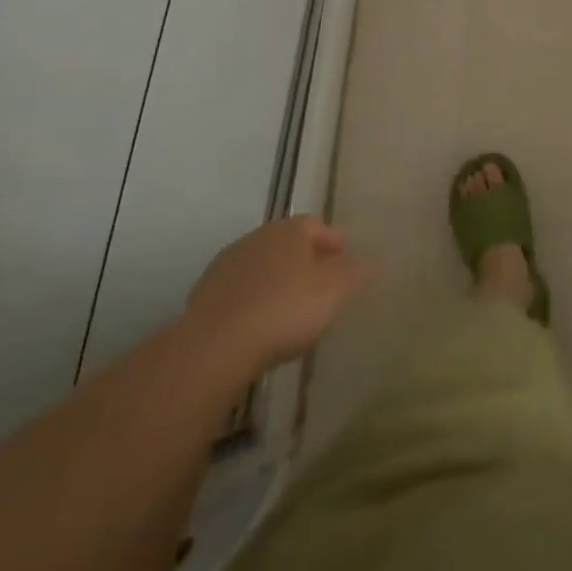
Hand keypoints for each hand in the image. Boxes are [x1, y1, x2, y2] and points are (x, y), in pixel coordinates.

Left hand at [185, 216, 370, 373]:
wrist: (217, 345)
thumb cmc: (286, 308)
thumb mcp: (336, 289)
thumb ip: (356, 271)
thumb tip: (367, 261)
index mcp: (288, 230)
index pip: (316, 225)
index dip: (333, 242)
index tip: (345, 263)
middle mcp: (255, 238)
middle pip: (287, 244)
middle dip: (306, 261)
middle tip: (323, 287)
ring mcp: (226, 266)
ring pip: (262, 268)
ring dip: (278, 282)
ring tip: (292, 310)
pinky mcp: (205, 295)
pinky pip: (241, 293)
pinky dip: (255, 302)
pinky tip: (262, 326)